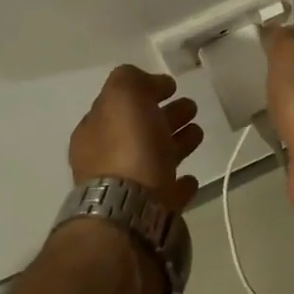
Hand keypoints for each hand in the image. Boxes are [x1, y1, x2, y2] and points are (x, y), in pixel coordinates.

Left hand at [68, 66, 202, 211]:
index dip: (145, 91)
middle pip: (139, 131)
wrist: (131, 214)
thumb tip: (149, 84)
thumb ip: (131, 79)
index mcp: (94, 131)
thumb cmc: (127, 148)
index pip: (119, 105)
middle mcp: (105, 160)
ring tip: (199, 133)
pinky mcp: (148, 214)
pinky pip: (165, 193)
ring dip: (176, 144)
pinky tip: (190, 178)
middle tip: (192, 106)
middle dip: (165, 116)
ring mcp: (126, 190)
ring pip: (155, 159)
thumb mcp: (123, 95)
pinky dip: (178, 183)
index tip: (172, 86)